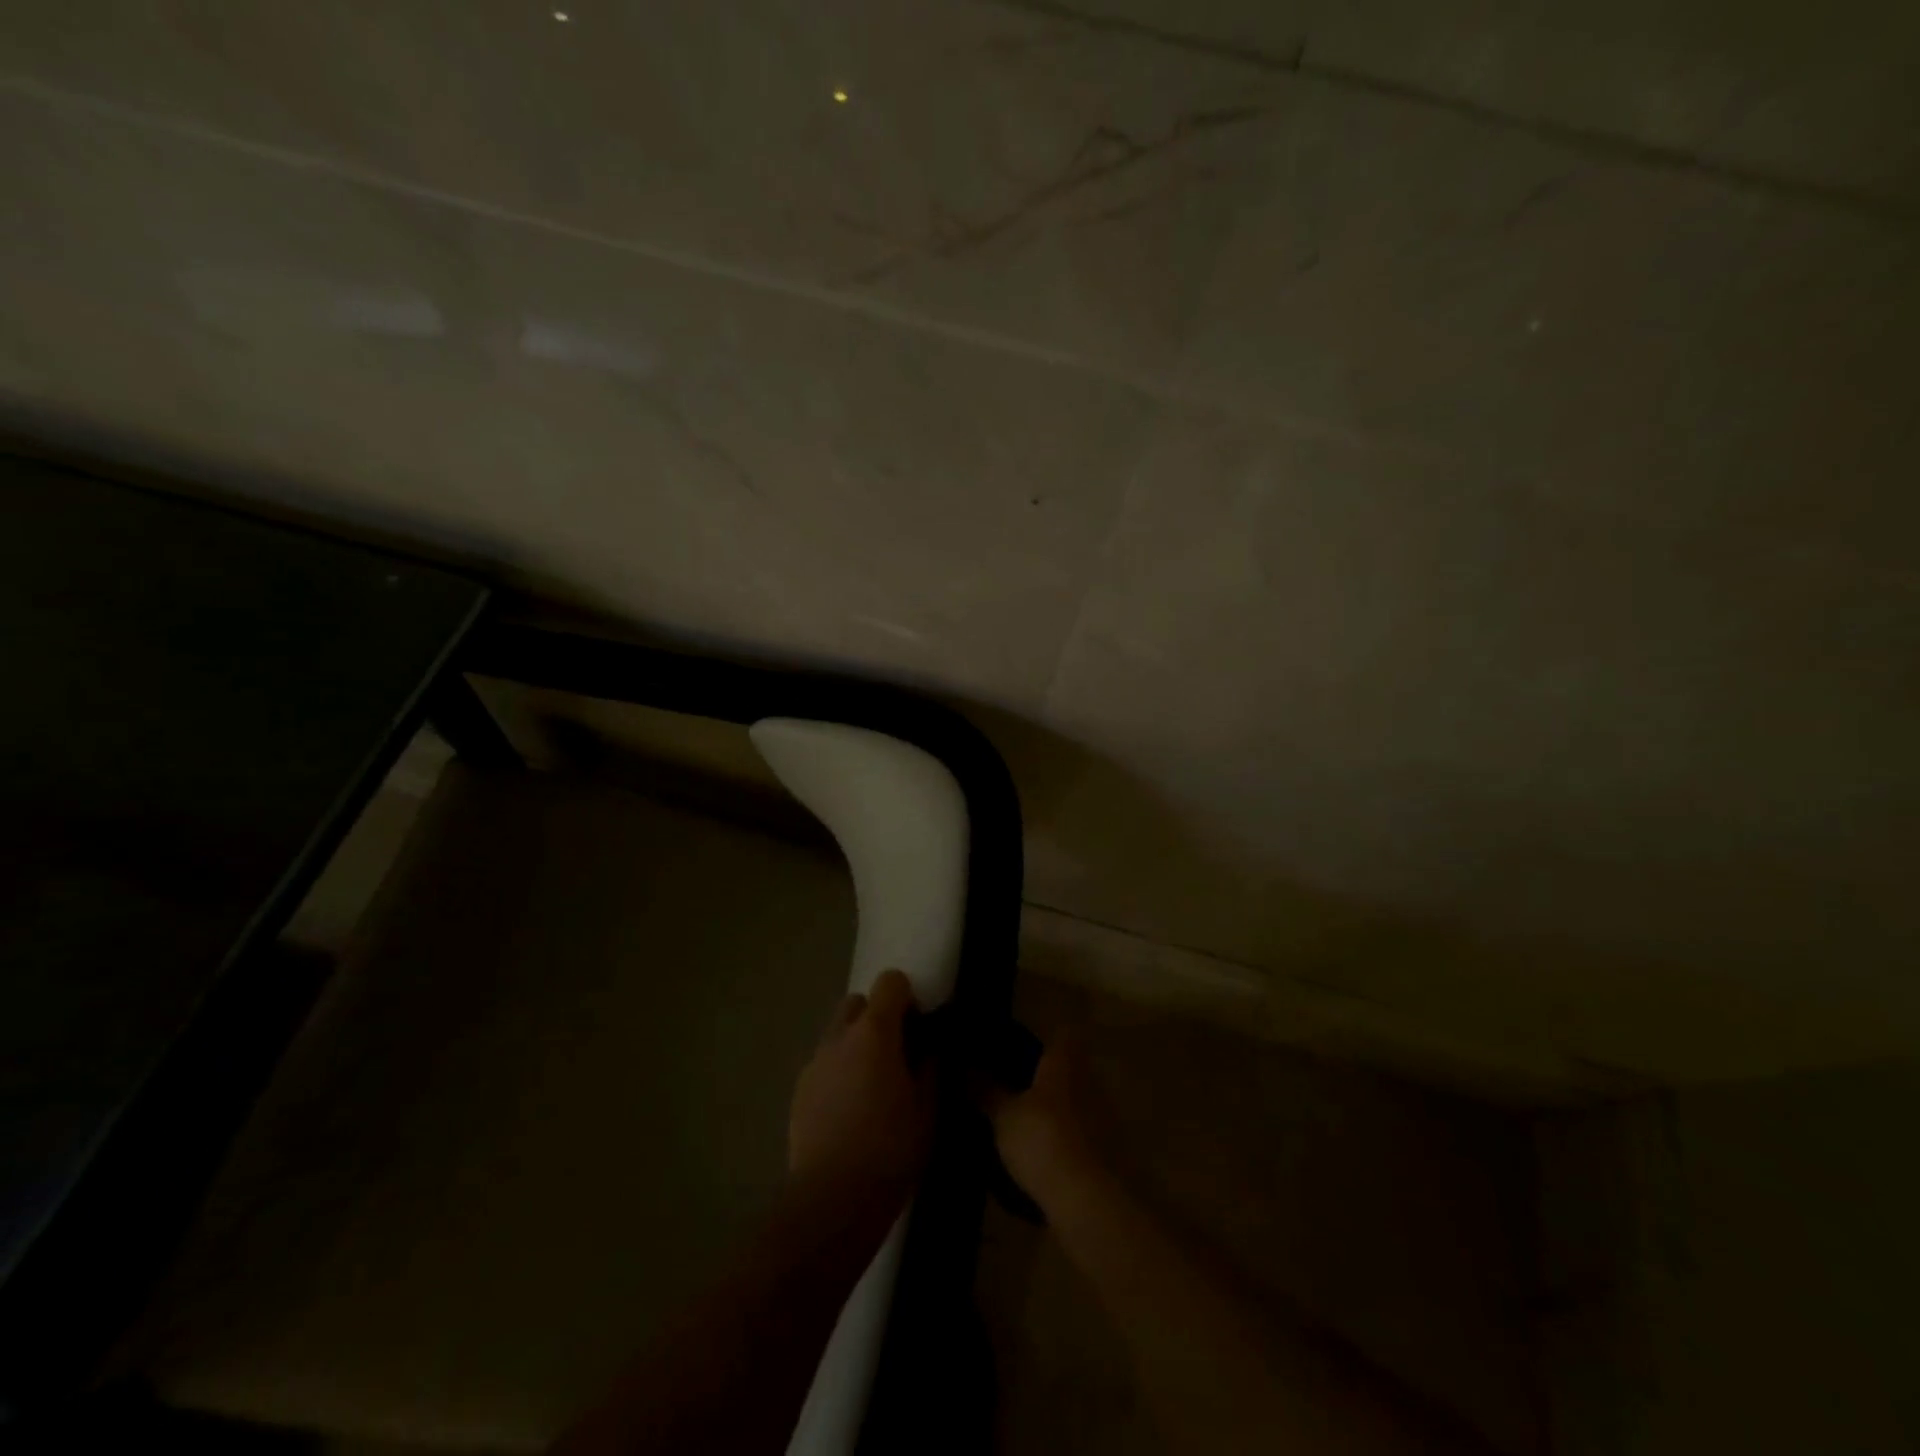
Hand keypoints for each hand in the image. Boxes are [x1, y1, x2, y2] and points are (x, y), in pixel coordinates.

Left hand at [788, 970, 934, 1222]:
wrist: (832, 1200)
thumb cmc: (890, 1150)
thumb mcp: (928, 1108)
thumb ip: (931, 1066)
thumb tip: (929, 1046)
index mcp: (874, 1032)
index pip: (890, 982)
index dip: (907, 996)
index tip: (919, 1025)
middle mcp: (839, 1036)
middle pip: (857, 1002)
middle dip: (877, 1015)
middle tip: (896, 1052)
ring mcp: (815, 1063)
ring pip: (837, 1033)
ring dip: (856, 1044)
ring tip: (872, 1085)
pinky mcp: (799, 1090)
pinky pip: (824, 1064)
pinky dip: (839, 1071)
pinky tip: (850, 1110)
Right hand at [984, 1038, 1105, 1214]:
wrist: (1085, 1199)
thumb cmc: (1041, 1139)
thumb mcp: (1004, 1116)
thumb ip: (987, 1090)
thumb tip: (967, 1068)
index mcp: (1065, 1063)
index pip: (1063, 1035)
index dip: (1047, 1038)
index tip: (1025, 1048)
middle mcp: (1090, 1082)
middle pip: (1072, 1069)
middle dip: (1050, 1078)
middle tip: (1019, 1089)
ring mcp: (1105, 1117)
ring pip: (1080, 1102)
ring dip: (1061, 1112)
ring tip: (1031, 1127)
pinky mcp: (1111, 1152)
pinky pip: (1086, 1135)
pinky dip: (1071, 1141)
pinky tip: (1049, 1157)